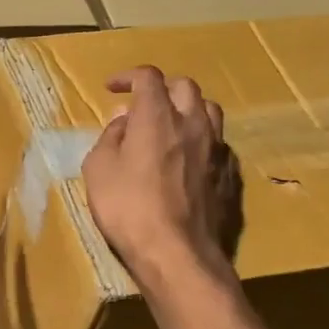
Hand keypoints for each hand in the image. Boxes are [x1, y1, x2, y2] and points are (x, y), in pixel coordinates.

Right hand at [82, 66, 241, 284]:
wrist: (176, 252)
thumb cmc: (127, 208)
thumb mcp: (99, 169)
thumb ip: (110, 138)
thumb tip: (123, 121)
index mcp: (157, 116)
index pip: (148, 77)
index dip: (128, 76)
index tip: (112, 87)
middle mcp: (192, 123)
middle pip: (184, 86)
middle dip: (161, 88)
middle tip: (141, 104)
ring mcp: (216, 149)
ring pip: (208, 110)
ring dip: (187, 109)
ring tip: (169, 125)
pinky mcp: (229, 174)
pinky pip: (217, 142)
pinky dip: (200, 139)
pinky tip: (187, 157)